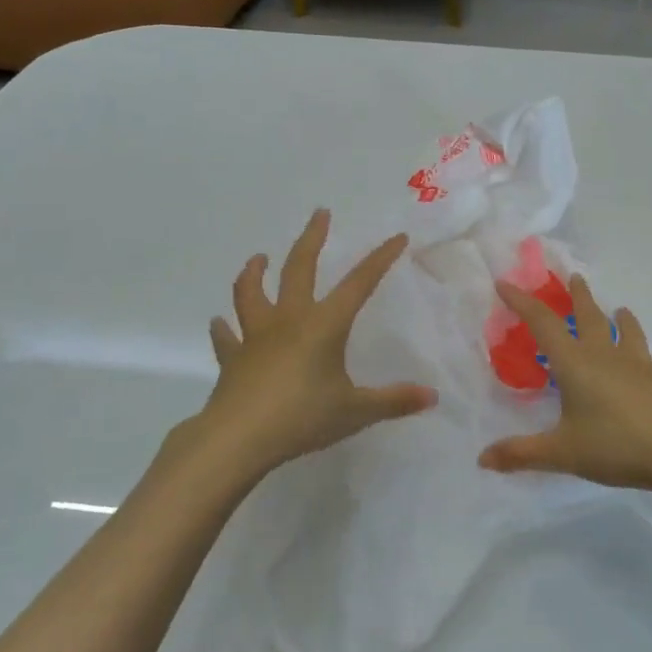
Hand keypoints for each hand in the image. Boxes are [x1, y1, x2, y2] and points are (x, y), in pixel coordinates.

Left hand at [193, 209, 436, 478]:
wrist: (238, 438)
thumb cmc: (302, 417)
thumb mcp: (356, 411)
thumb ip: (393, 401)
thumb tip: (432, 396)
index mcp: (324, 325)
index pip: (359, 283)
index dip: (380, 259)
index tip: (396, 237)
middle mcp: (289, 320)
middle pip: (299, 268)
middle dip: (312, 239)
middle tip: (319, 213)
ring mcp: (256, 337)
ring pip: (252, 292)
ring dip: (255, 272)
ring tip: (258, 258)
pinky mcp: (232, 358)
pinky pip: (227, 338)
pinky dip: (223, 329)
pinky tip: (219, 324)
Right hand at [481, 275, 651, 497]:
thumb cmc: (617, 446)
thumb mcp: (563, 453)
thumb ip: (522, 453)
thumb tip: (482, 459)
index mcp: (574, 364)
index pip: (542, 323)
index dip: (521, 302)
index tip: (504, 283)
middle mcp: (603, 354)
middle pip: (586, 315)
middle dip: (575, 295)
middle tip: (572, 276)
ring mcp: (634, 363)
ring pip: (619, 328)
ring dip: (612, 313)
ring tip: (615, 307)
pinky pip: (641, 348)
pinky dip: (635, 337)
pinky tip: (639, 348)